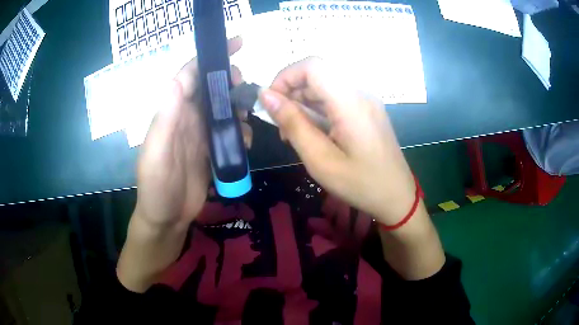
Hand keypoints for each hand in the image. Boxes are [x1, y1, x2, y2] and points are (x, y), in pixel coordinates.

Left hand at [134, 36, 250, 230]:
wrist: (167, 219)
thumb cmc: (157, 187)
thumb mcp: (157, 154)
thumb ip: (165, 118)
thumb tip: (178, 79)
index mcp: (172, 112)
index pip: (190, 74)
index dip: (210, 56)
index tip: (237, 43)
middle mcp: (186, 117)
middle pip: (210, 87)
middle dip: (229, 81)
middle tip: (245, 87)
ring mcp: (199, 133)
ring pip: (222, 108)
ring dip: (237, 108)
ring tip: (247, 121)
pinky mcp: (209, 149)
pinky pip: (228, 131)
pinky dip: (240, 131)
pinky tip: (245, 142)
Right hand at [259, 57, 415, 225]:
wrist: (397, 197)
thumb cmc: (360, 184)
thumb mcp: (320, 160)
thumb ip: (292, 123)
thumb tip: (265, 95)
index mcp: (351, 102)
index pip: (312, 65)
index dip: (286, 76)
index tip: (272, 103)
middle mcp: (361, 93)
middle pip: (318, 74)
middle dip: (292, 92)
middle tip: (282, 126)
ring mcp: (366, 101)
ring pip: (325, 86)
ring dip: (303, 102)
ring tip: (295, 133)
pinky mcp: (367, 110)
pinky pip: (336, 99)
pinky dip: (318, 109)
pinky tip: (314, 133)